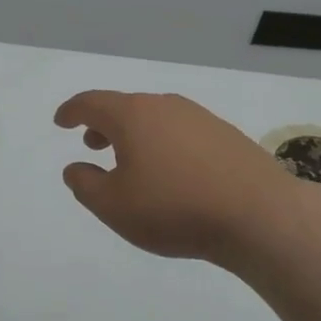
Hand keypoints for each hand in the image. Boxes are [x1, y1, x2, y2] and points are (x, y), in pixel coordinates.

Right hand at [54, 90, 292, 264]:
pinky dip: (164, 144)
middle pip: (125, 107)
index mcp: (132, 116)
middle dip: (103, 124)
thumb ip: (85, 184)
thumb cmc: (173, 208)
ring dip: (135, 135)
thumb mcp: (113, 206)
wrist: (259, 216)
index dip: (71, 111)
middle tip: (92, 144)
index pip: (92, 103)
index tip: (61, 121)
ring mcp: (200, 118)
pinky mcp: (227, 136)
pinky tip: (171, 173)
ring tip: (131, 161)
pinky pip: (181, 132)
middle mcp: (165, 106)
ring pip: (155, 118)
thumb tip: (75, 167)